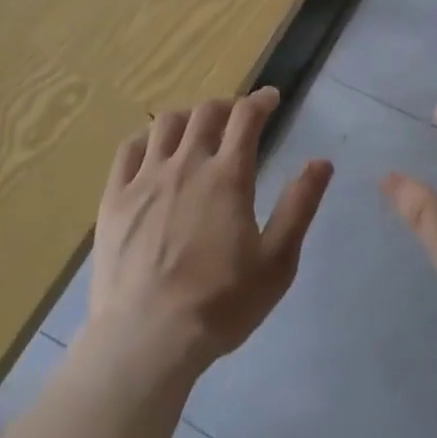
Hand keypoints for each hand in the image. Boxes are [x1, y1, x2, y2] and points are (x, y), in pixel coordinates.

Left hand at [90, 87, 332, 374]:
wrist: (147, 339)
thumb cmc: (220, 304)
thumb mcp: (276, 262)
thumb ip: (299, 206)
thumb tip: (321, 162)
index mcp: (227, 177)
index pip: (246, 118)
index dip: (261, 101)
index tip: (271, 98)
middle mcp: (186, 164)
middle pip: (205, 113)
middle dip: (226, 106)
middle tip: (236, 117)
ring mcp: (145, 178)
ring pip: (166, 124)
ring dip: (187, 117)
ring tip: (196, 129)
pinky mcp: (115, 198)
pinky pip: (129, 149)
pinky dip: (147, 138)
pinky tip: (153, 149)